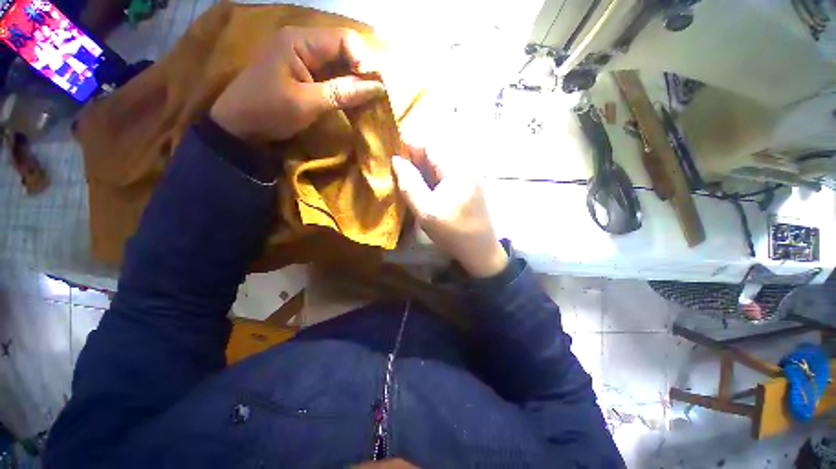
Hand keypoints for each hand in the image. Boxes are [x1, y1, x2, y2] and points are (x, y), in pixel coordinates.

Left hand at [211, 27, 384, 141]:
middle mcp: (304, 43)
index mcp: (300, 41)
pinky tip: (356, 102)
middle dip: (363, 72)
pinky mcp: (306, 74)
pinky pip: (333, 77)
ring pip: (341, 64)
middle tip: (377, 96)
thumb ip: (342, 93)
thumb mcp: (307, 103)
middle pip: (345, 50)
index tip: (376, 86)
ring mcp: (305, 59)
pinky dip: (346, 89)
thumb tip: (377, 88)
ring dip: (357, 82)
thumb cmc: (269, 110)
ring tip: (370, 101)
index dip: (364, 60)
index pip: (344, 39)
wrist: (240, 125)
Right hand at [392, 150, 507, 277]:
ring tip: (405, 179)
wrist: (479, 250)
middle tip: (396, 171)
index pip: (430, 144)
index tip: (391, 156)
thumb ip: (410, 184)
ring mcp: (467, 175)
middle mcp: (465, 166)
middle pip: (435, 152)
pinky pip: (444, 173)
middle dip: (413, 158)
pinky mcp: (466, 185)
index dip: (409, 145)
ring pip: (438, 163)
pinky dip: (429, 176)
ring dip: (420, 168)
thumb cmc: (452, 233)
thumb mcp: (426, 211)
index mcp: (457, 169)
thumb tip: (396, 160)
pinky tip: (421, 187)